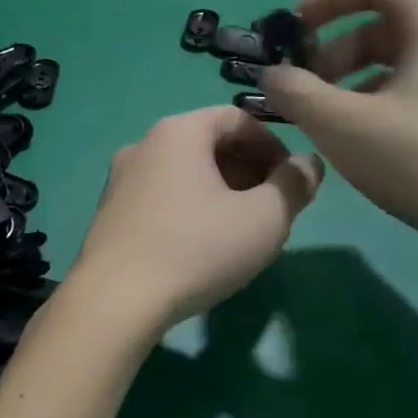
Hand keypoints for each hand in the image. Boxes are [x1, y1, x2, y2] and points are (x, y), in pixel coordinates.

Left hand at [66, 107, 323, 331]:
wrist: (115, 299)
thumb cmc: (196, 249)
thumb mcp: (264, 219)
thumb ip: (294, 185)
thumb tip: (309, 164)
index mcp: (178, 132)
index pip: (237, 118)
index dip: (274, 145)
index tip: (293, 181)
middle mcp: (142, 145)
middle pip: (207, 143)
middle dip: (248, 169)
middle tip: (272, 207)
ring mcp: (119, 180)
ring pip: (183, 172)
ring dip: (219, 190)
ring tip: (241, 228)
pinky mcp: (109, 213)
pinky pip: (160, 196)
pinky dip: (189, 207)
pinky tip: (201, 244)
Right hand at [258, 0, 417, 271]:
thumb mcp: (342, 126)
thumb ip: (296, 93)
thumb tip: (272, 75)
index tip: (292, 32)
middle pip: (392, 21)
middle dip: (336, 48)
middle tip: (305, 87)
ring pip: (412, 57)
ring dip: (360, 77)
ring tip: (332, 119)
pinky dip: (392, 97)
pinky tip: (375, 140)